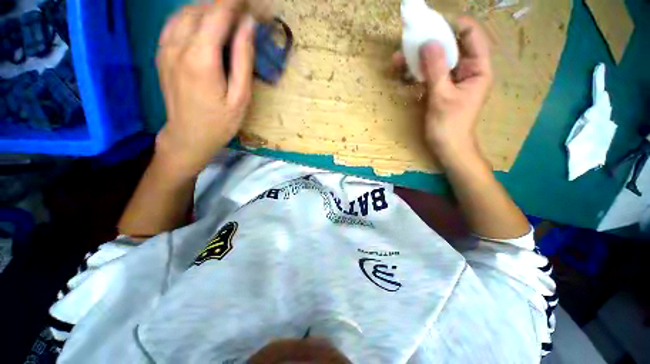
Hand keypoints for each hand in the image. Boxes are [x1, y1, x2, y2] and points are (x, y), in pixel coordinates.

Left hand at [155, 0, 255, 175]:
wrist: (188, 136)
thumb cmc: (220, 122)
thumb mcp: (240, 97)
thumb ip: (243, 59)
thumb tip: (247, 25)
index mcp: (201, 58)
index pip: (217, 14)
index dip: (234, 2)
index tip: (249, 1)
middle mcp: (178, 45)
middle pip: (200, 9)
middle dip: (223, 4)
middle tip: (242, 10)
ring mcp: (165, 47)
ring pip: (185, 12)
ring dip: (208, 8)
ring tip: (227, 16)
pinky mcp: (161, 52)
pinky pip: (175, 22)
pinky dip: (192, 15)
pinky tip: (205, 24)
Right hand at [396, 16, 491, 166]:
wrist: (447, 147)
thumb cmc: (449, 126)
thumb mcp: (442, 97)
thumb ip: (436, 70)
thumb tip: (428, 43)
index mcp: (478, 69)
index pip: (473, 36)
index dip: (456, 25)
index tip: (433, 24)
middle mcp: (467, 69)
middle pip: (452, 46)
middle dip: (431, 42)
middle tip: (411, 39)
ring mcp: (453, 79)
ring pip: (437, 60)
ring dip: (418, 58)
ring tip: (398, 58)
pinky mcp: (440, 88)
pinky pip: (429, 74)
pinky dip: (416, 72)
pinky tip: (402, 72)